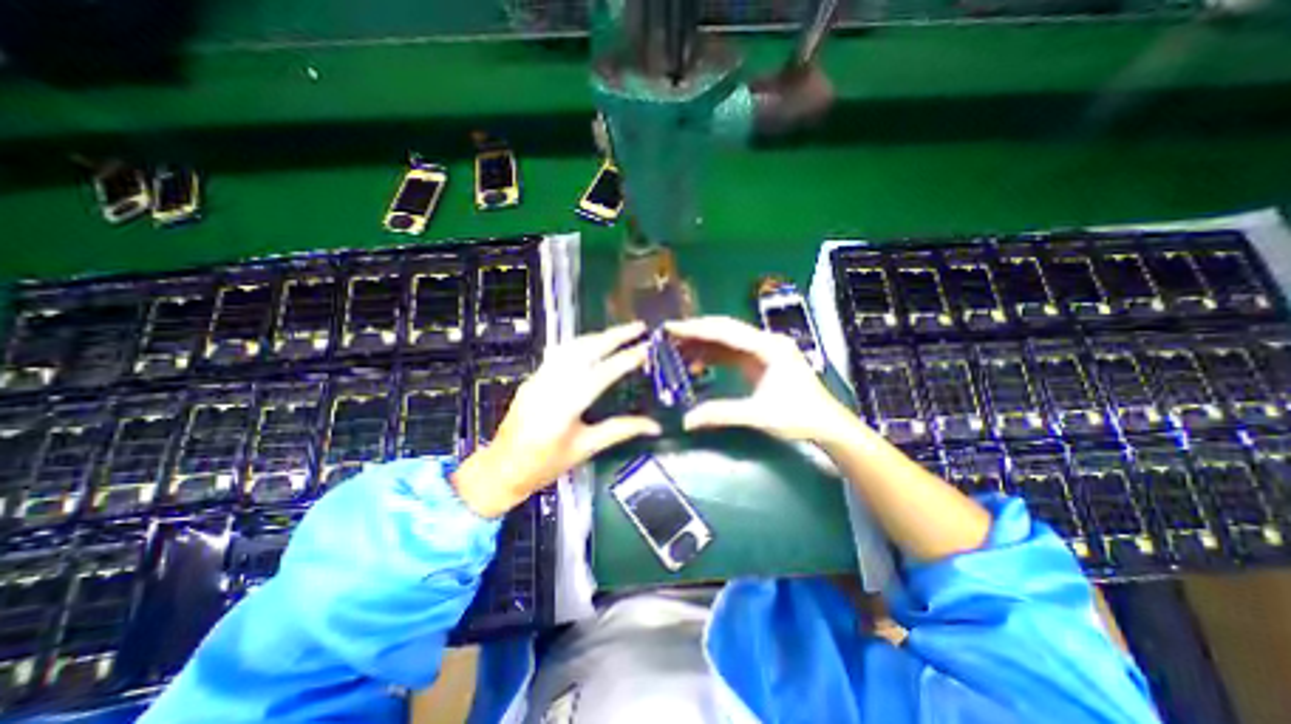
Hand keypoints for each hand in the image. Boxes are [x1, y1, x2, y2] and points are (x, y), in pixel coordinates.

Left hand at [449, 322, 659, 519]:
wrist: (501, 469)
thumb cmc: (545, 465)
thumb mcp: (586, 448)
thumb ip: (621, 430)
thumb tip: (654, 426)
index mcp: (565, 408)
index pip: (601, 374)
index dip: (626, 358)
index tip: (647, 348)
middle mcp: (550, 385)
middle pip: (585, 350)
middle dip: (614, 335)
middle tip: (638, 327)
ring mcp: (538, 378)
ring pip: (571, 347)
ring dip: (598, 336)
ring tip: (621, 333)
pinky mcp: (533, 377)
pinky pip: (559, 353)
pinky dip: (581, 343)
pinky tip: (593, 343)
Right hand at [665, 315, 855, 439]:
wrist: (827, 425)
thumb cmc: (798, 416)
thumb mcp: (758, 415)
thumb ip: (721, 414)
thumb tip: (686, 420)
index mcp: (768, 347)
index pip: (725, 331)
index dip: (696, 329)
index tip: (671, 328)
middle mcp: (766, 341)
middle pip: (725, 329)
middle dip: (696, 332)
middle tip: (669, 336)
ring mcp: (764, 350)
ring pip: (727, 340)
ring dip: (703, 344)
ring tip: (677, 350)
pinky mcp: (761, 361)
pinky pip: (732, 352)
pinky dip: (714, 356)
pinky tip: (697, 363)